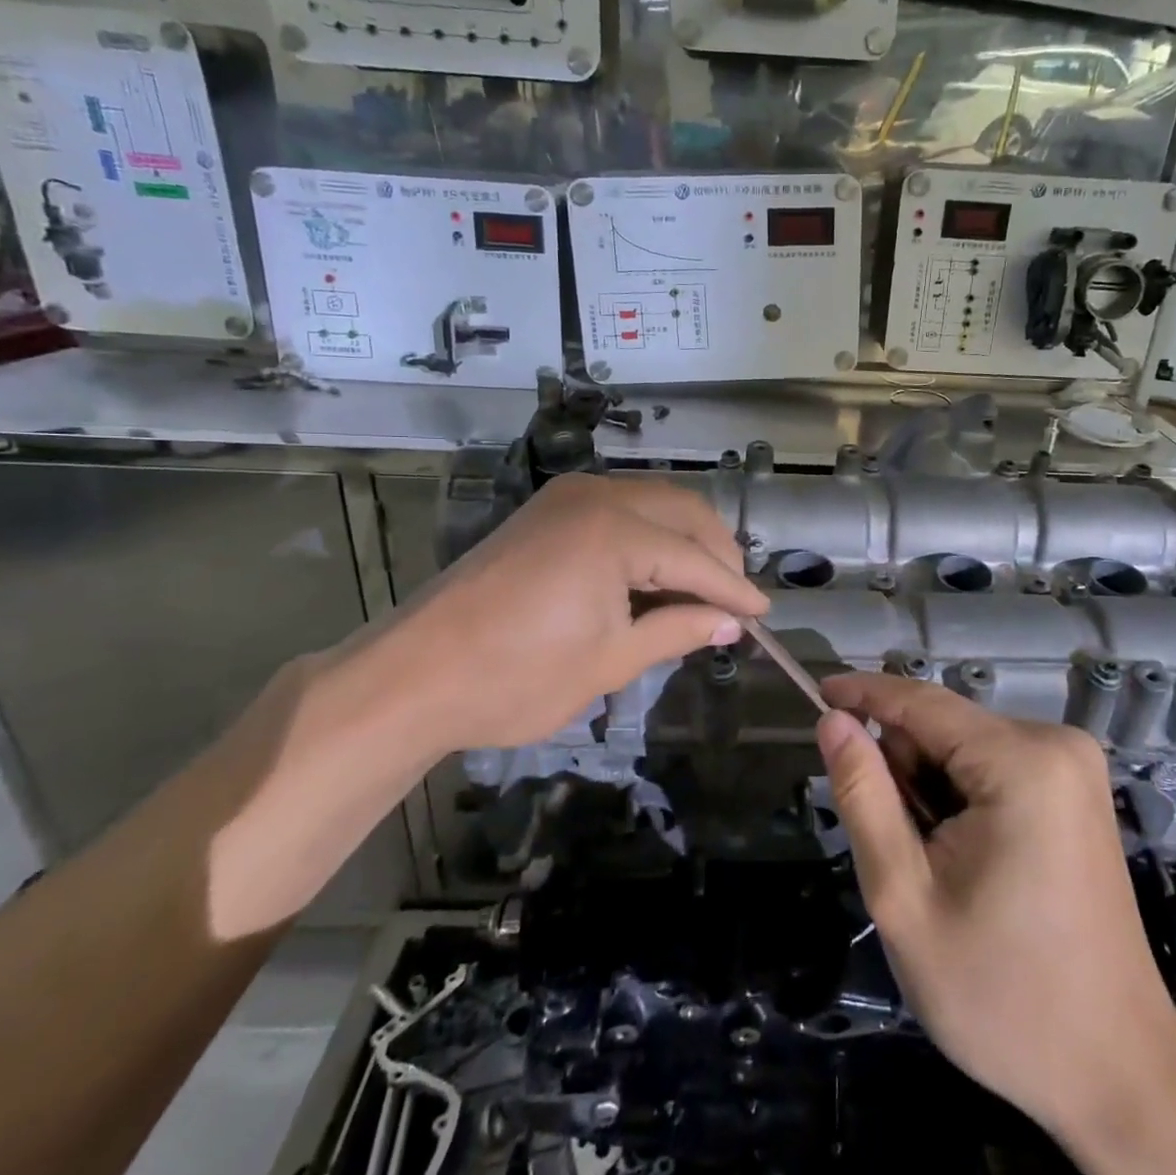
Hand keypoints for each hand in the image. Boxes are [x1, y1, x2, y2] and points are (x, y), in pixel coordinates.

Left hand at [206, 476, 769, 936]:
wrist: (412, 675)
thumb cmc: (516, 678)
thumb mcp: (610, 662)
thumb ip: (678, 631)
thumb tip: (730, 625)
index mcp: (616, 531)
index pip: (697, 559)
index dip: (735, 591)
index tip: (763, 617)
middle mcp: (597, 496)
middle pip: (684, 511)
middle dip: (718, 553)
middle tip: (736, 601)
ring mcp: (566, 498)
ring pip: (654, 502)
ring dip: (686, 539)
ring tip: (704, 588)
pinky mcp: (546, 510)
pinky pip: (620, 508)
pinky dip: (650, 535)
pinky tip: (657, 572)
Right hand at [813, 674, 1175, 1138]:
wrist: (1115, 1069)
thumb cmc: (1001, 994)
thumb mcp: (904, 897)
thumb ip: (864, 796)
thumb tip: (833, 721)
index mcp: (1021, 763)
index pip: (922, 702)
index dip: (863, 693)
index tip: (815, 692)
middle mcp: (1057, 744)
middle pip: (944, 726)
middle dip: (906, 771)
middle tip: (903, 851)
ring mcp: (1075, 765)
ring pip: (965, 746)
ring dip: (932, 789)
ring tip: (939, 866)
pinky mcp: (1078, 789)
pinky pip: (995, 765)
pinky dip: (963, 797)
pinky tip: (969, 860)